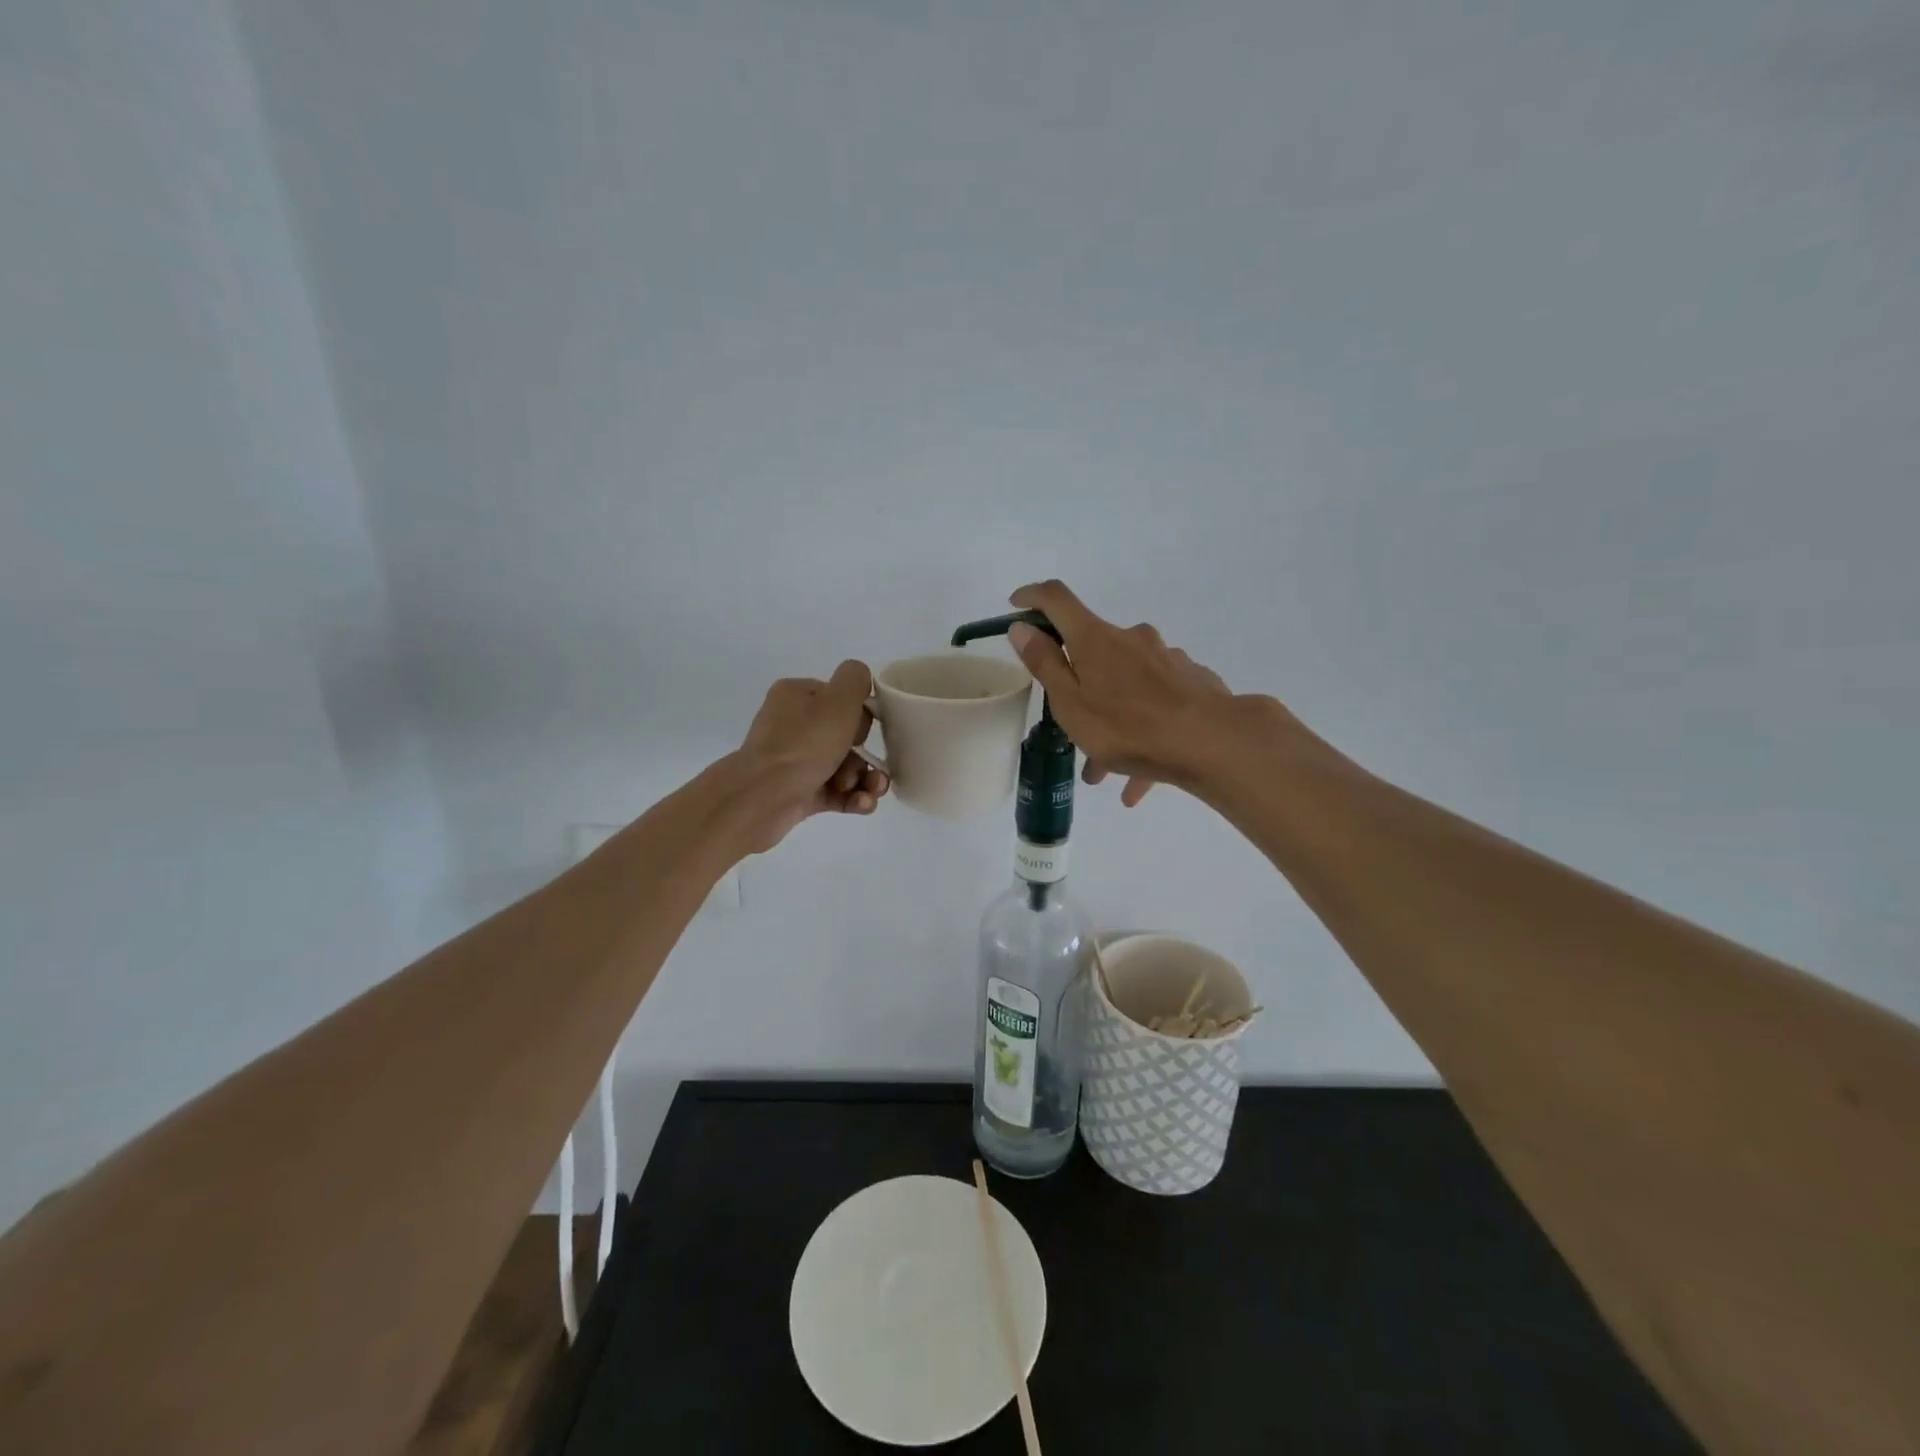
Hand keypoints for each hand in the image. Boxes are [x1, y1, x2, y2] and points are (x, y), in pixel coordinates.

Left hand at [725, 661, 891, 852]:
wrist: (764, 797)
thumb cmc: (804, 744)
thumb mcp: (838, 699)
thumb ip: (855, 679)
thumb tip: (861, 680)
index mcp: (796, 696)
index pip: (838, 698)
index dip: (858, 715)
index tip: (861, 731)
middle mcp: (792, 726)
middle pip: (844, 736)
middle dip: (863, 754)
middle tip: (865, 765)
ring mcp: (794, 762)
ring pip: (844, 767)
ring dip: (864, 779)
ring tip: (870, 791)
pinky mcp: (799, 793)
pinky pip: (836, 792)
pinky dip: (853, 798)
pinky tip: (863, 804)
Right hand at [1004, 581, 1237, 805]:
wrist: (1216, 744)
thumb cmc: (1129, 726)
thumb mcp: (1071, 703)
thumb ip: (1045, 664)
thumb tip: (1022, 627)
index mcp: (1095, 639)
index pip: (1056, 599)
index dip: (1032, 596)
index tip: (1016, 605)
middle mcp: (1132, 639)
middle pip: (1094, 654)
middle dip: (1078, 689)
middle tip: (1070, 730)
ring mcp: (1166, 660)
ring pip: (1126, 688)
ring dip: (1111, 722)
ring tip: (1105, 771)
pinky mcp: (1192, 684)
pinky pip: (1156, 707)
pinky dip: (1142, 735)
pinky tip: (1140, 780)